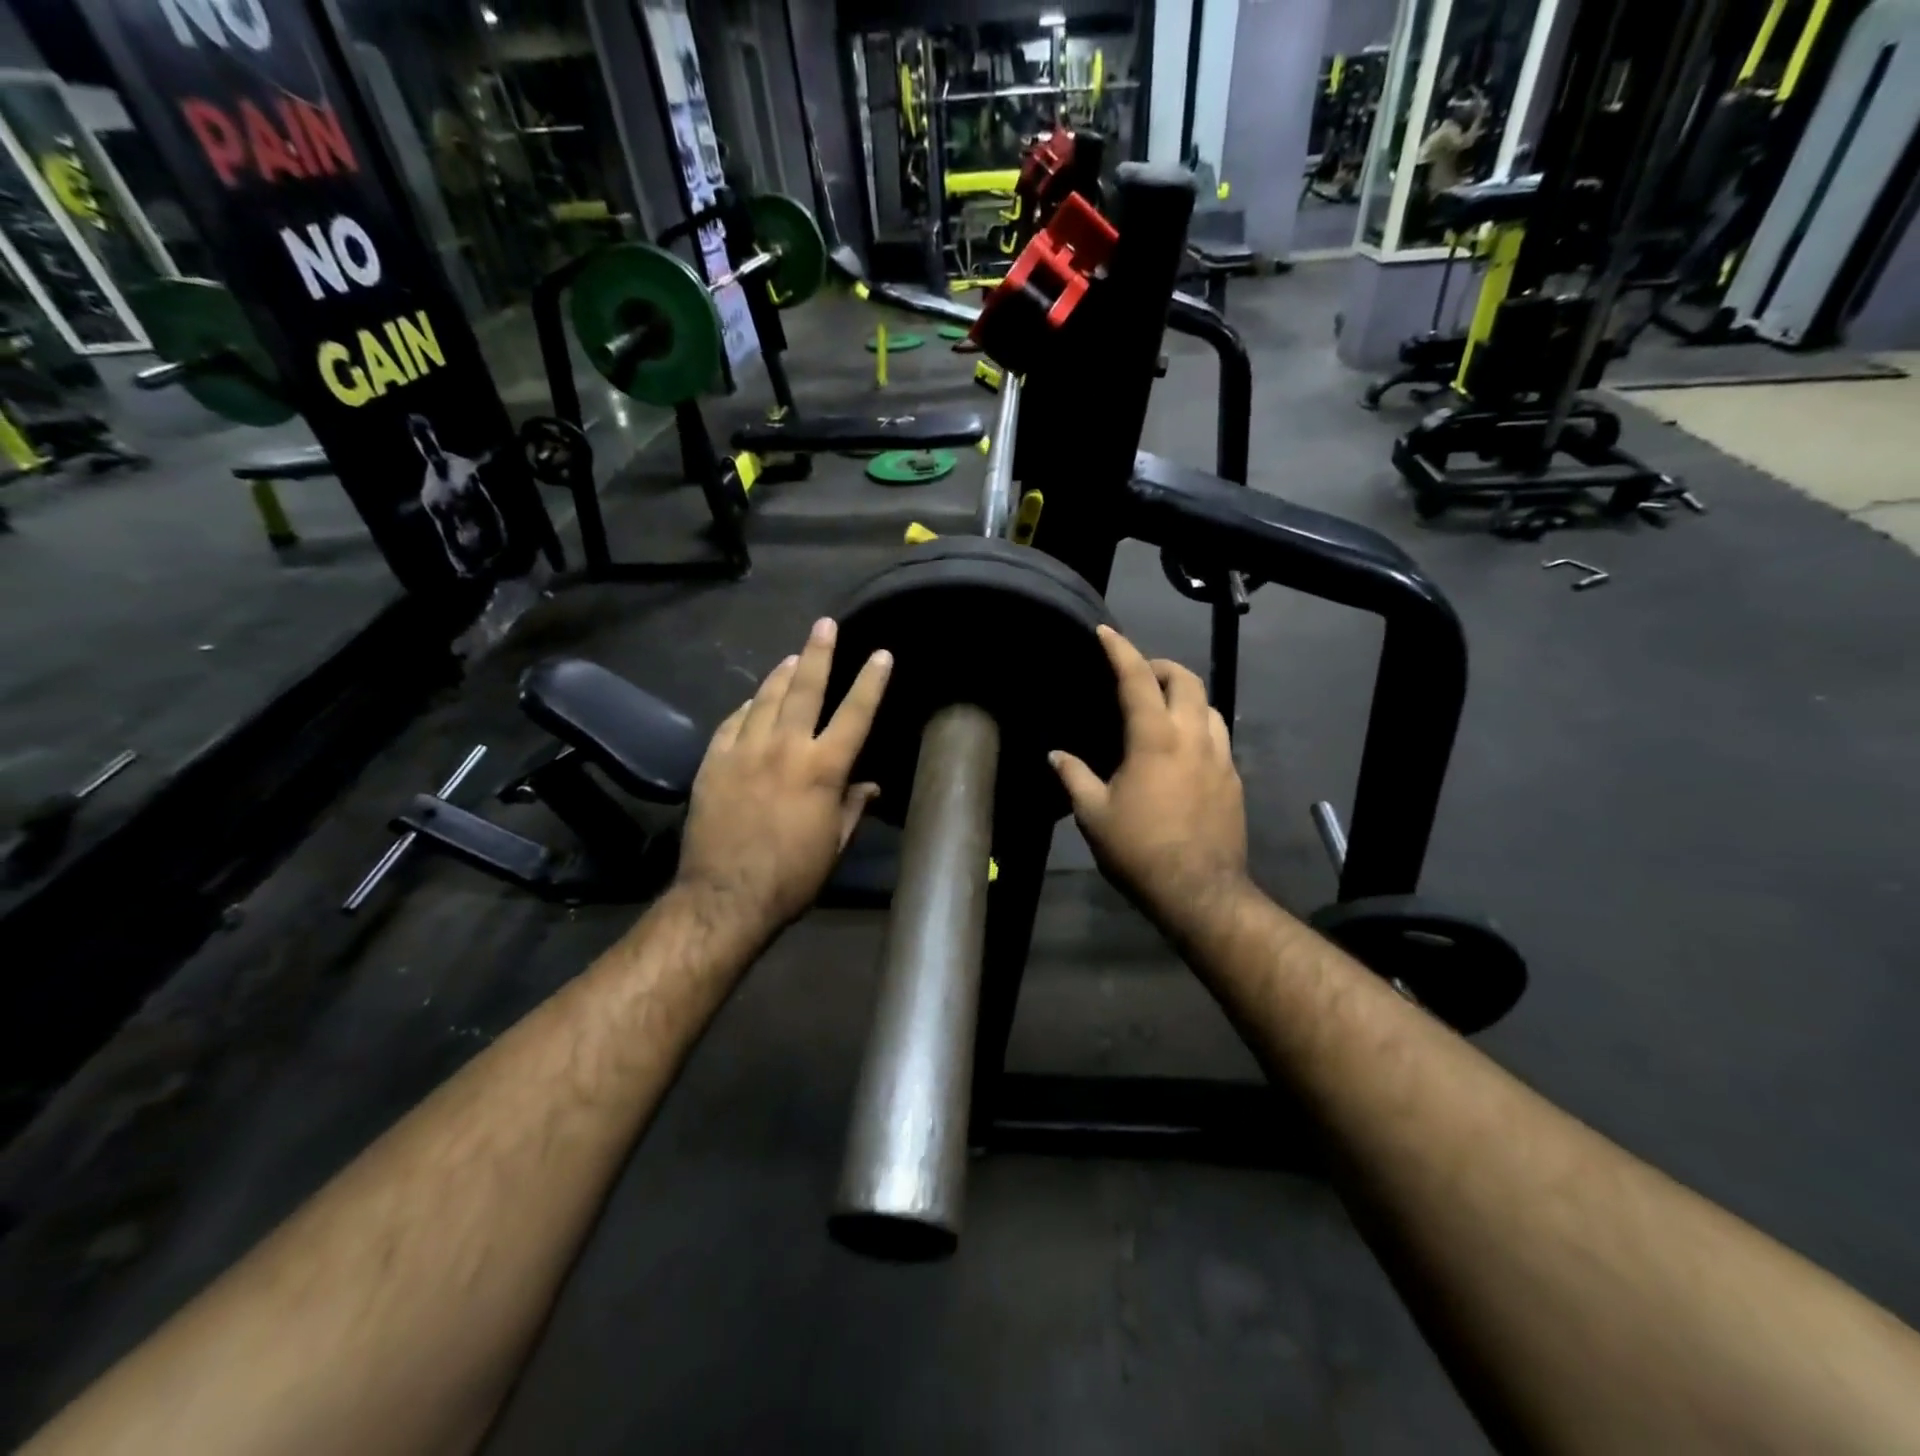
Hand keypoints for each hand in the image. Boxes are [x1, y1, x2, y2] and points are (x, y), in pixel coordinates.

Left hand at [676, 618, 890, 937]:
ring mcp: (744, 751)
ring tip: (792, 657)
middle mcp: (785, 748)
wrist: (726, 896)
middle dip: (818, 653)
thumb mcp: (834, 845)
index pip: (854, 714)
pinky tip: (751, 700)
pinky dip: (745, 707)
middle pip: (805, 689)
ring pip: (765, 698)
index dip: (871, 681)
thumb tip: (869, 786)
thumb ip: (852, 807)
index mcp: (823, 769)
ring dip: (781, 674)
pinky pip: (732, 722)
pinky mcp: (714, 762)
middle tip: (825, 624)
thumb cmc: (792, 876)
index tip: (881, 654)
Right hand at [1050, 627, 1248, 936]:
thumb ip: (1074, 776)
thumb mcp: (1093, 814)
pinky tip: (1183, 749)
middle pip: (1187, 680)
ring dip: (1186, 696)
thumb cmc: (1139, 850)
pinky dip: (1199, 726)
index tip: (1106, 632)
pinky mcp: (1234, 779)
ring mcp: (1221, 757)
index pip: (1137, 678)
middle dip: (1161, 666)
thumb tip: (1055, 755)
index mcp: (1155, 738)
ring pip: (1210, 706)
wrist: (1199, 891)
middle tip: (1139, 675)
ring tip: (1163, 709)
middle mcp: (1193, 737)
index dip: (1120, 650)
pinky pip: (1219, 736)